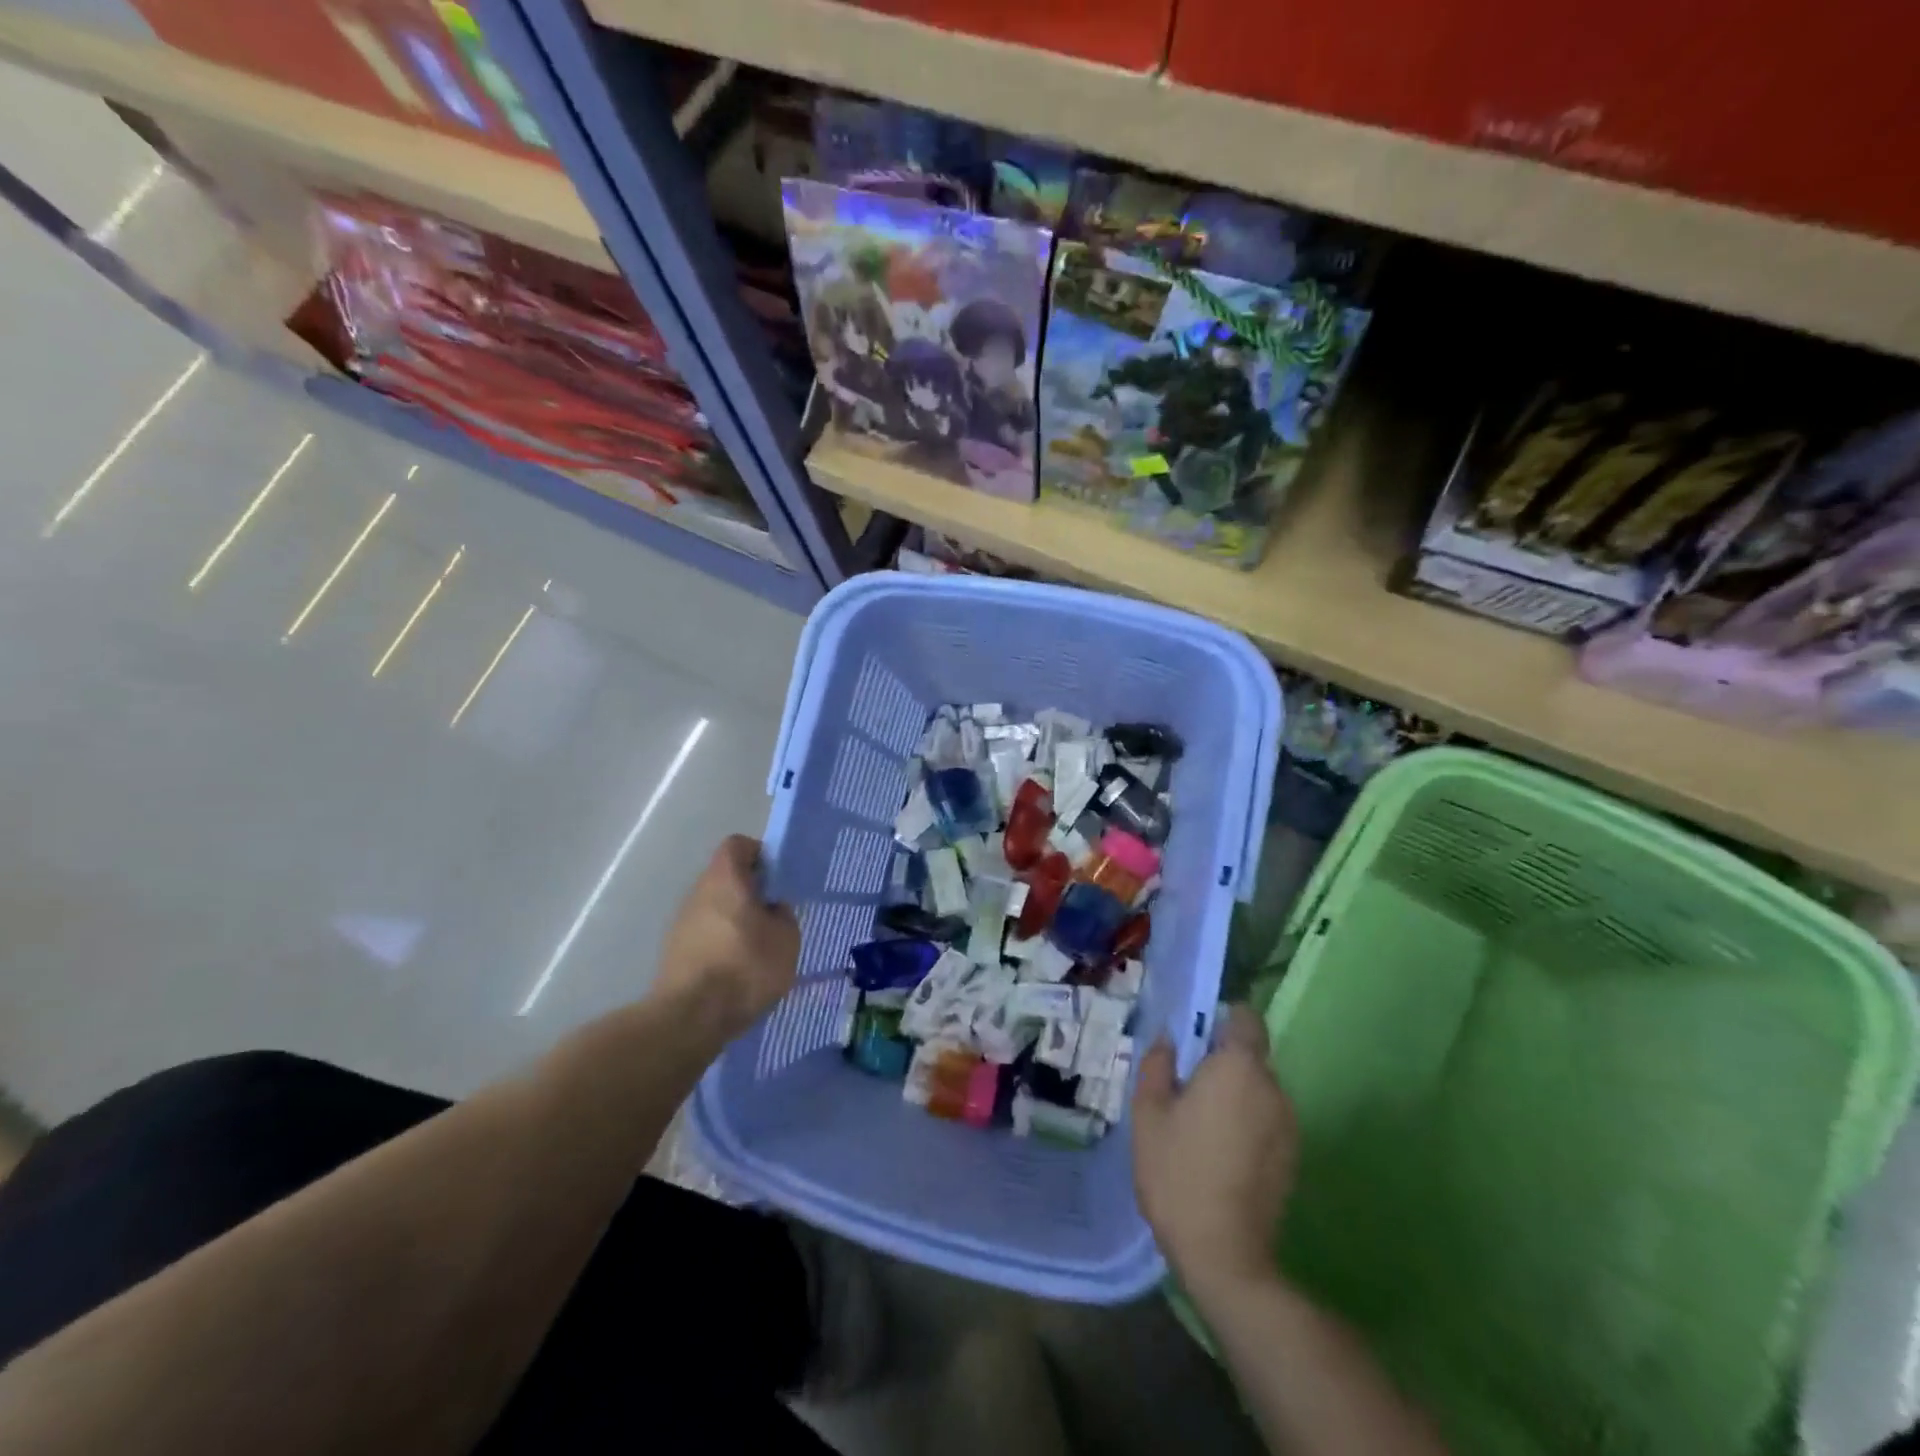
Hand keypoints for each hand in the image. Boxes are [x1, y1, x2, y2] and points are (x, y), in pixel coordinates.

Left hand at [655, 836, 800, 1037]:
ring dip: (736, 920)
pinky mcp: (675, 952)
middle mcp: (698, 892)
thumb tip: (773, 909)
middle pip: (726, 877)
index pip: (738, 845)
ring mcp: (681, 923)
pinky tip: (739, 971)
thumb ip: (783, 915)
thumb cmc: (745, 966)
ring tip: (760, 948)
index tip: (777, 878)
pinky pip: (706, 935)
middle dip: (750, 892)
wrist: (690, 1018)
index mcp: (725, 877)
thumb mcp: (786, 939)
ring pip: (716, 908)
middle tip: (775, 915)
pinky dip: (722, 945)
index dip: (759, 854)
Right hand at [1132, 1005, 1296, 1292]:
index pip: (1246, 1019)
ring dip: (1234, 1094)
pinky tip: (1220, 1152)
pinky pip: (1267, 1119)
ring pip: (1258, 1090)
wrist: (1224, 1254)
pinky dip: (1247, 1122)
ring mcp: (1288, 1125)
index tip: (1197, 1037)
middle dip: (1222, 1062)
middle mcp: (1272, 1088)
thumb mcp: (1148, 1113)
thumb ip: (1158, 1065)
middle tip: (1186, 1086)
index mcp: (1238, 1068)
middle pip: (1250, 1056)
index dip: (1224, 1019)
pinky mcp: (1292, 1157)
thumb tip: (1169, 1039)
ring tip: (1200, 1124)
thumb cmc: (1178, 1172)